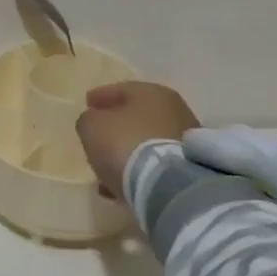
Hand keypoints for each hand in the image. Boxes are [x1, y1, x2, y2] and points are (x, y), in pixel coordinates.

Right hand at [76, 82, 199, 199]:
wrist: (168, 186)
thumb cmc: (125, 144)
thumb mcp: (91, 126)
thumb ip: (89, 119)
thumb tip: (95, 122)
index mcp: (150, 92)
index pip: (119, 89)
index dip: (100, 96)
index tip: (87, 104)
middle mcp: (174, 110)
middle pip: (136, 116)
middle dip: (116, 126)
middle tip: (97, 135)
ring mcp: (185, 141)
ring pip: (146, 141)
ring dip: (127, 151)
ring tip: (106, 165)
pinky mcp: (189, 169)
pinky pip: (155, 163)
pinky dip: (139, 169)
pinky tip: (122, 182)